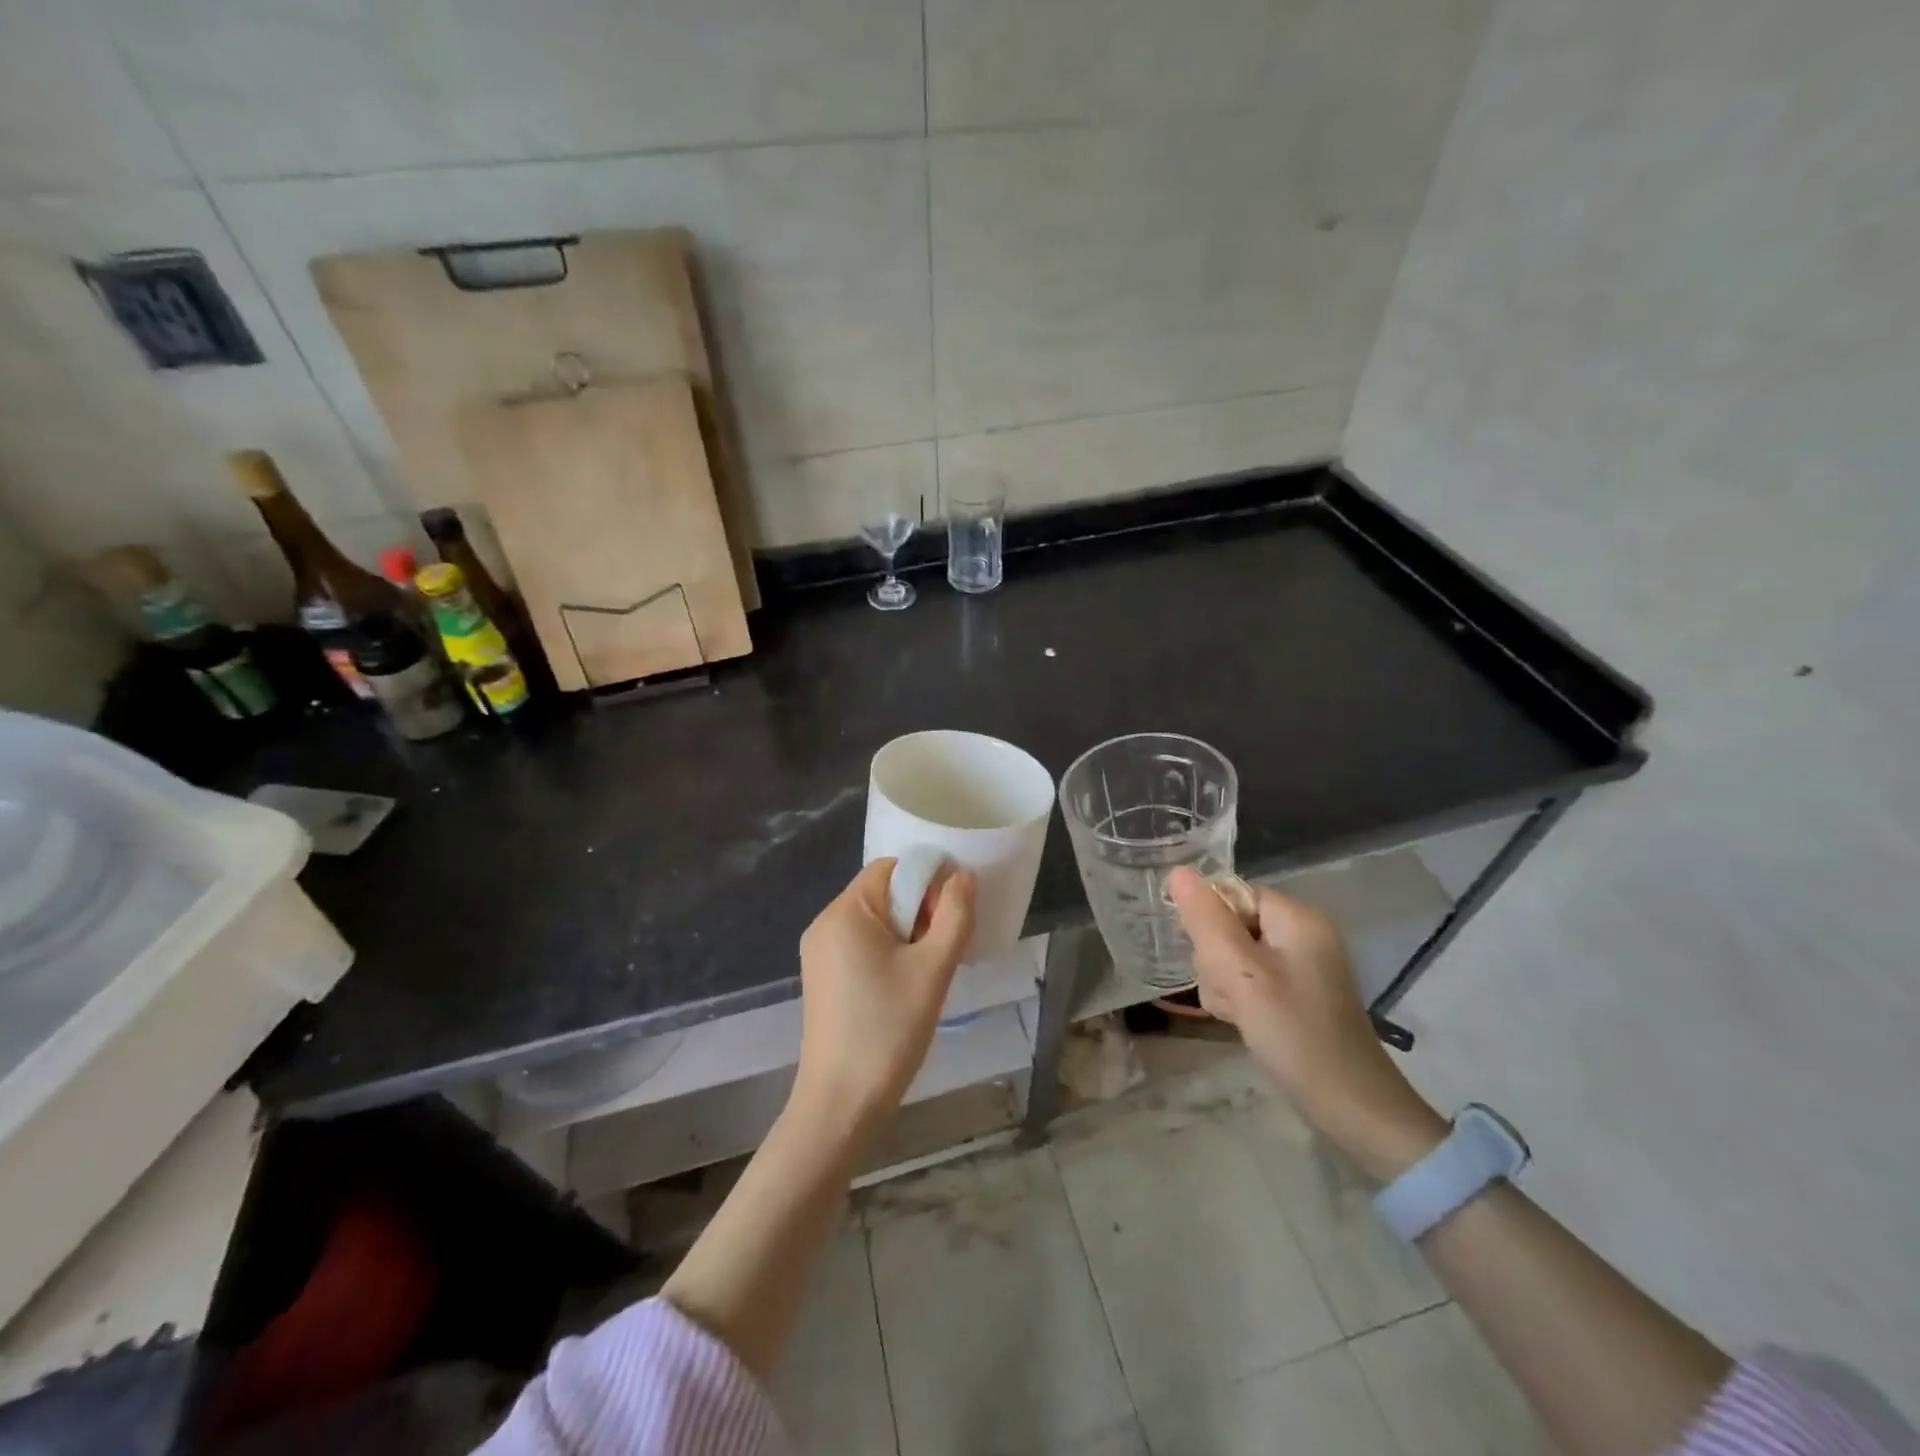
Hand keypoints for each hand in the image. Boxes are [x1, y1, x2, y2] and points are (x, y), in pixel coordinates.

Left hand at [792, 859, 976, 1139]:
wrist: (841, 1104)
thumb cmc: (889, 1029)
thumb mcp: (934, 969)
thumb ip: (955, 915)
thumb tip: (963, 876)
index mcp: (845, 911)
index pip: (892, 868)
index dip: (928, 883)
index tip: (949, 921)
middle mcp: (825, 922)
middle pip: (883, 892)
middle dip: (920, 911)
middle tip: (942, 951)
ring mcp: (819, 952)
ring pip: (875, 920)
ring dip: (908, 934)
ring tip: (926, 973)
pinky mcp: (823, 977)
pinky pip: (861, 945)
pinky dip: (889, 952)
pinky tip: (904, 987)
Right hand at [1168, 868, 1445, 1179]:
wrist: (1350, 1107)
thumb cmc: (1294, 1032)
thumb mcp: (1240, 973)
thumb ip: (1206, 920)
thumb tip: (1178, 870)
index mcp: (1296, 916)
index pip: (1230, 894)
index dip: (1209, 924)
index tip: (1211, 961)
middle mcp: (1301, 931)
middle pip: (1229, 923)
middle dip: (1216, 959)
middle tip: (1230, 994)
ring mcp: (1300, 963)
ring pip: (1233, 954)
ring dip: (1223, 982)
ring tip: (1237, 1012)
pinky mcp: (1296, 991)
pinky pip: (1249, 978)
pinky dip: (1239, 997)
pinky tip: (1242, 1020)